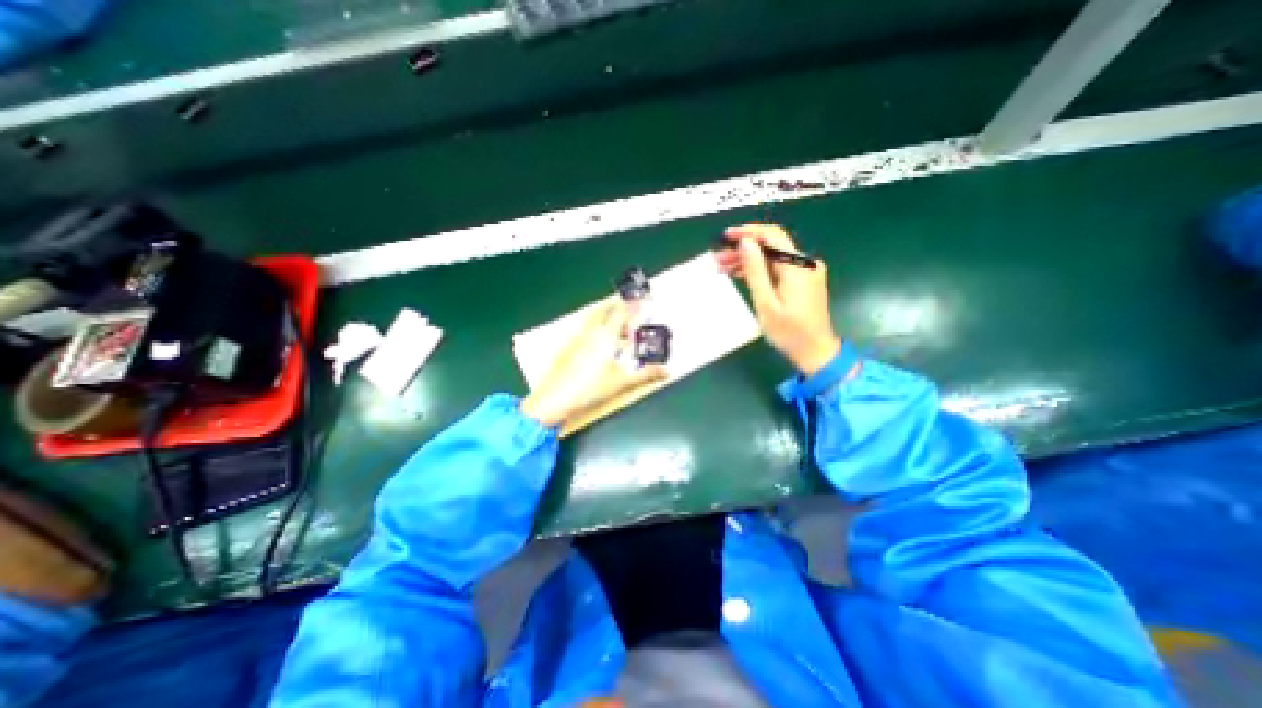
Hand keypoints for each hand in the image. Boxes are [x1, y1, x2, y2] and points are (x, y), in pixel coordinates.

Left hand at [519, 297, 669, 424]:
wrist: (555, 398)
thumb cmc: (590, 388)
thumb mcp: (622, 382)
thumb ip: (646, 374)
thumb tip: (666, 371)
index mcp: (606, 336)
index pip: (622, 312)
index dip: (633, 304)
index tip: (643, 299)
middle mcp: (591, 332)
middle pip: (605, 309)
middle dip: (618, 304)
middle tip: (629, 307)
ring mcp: (577, 338)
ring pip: (593, 318)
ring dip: (606, 316)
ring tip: (616, 328)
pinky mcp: (567, 347)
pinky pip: (584, 330)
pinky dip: (595, 329)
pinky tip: (597, 343)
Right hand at [713, 225, 840, 375]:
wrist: (815, 352)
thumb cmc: (789, 332)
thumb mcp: (766, 303)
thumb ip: (755, 272)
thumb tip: (745, 243)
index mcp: (797, 267)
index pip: (772, 235)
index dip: (748, 232)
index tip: (726, 236)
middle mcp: (804, 264)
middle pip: (771, 246)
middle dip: (743, 249)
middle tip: (718, 258)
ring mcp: (805, 272)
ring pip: (772, 257)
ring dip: (749, 260)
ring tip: (723, 267)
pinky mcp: (802, 281)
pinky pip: (778, 268)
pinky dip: (760, 270)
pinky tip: (740, 274)